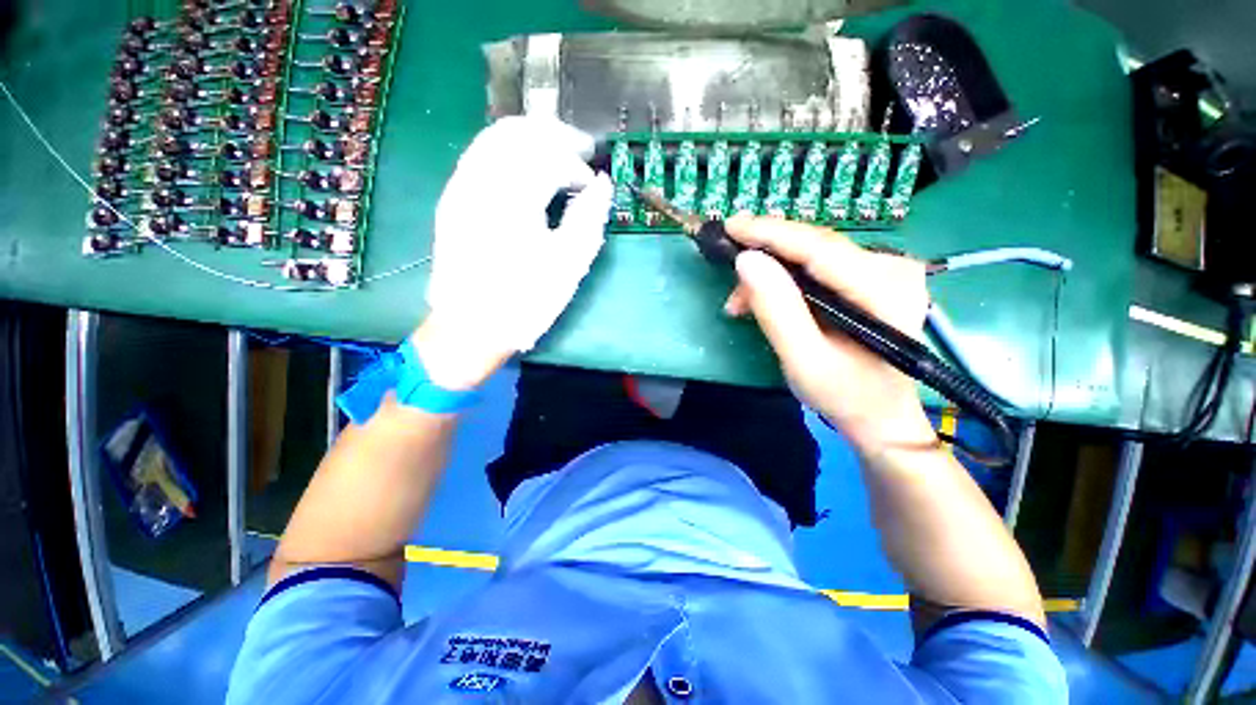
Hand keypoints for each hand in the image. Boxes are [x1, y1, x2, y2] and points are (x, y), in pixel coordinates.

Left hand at [419, 116, 613, 388]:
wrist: (470, 327)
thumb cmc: (524, 301)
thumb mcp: (568, 266)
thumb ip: (589, 220)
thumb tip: (602, 186)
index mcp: (512, 198)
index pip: (548, 157)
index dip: (576, 164)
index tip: (592, 184)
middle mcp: (480, 180)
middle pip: (518, 132)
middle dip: (554, 134)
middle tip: (580, 148)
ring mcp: (460, 187)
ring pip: (495, 137)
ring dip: (530, 137)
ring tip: (556, 152)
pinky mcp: (453, 199)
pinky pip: (480, 154)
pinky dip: (508, 150)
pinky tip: (525, 167)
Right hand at [722, 216, 935, 453]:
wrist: (880, 415)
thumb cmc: (844, 394)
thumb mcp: (803, 360)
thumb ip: (776, 310)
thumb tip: (746, 261)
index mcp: (884, 289)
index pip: (819, 247)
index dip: (771, 233)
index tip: (730, 226)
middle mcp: (892, 268)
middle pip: (814, 247)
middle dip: (765, 259)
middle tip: (729, 281)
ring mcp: (884, 270)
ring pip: (812, 255)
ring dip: (770, 273)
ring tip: (740, 303)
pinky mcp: (870, 278)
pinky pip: (817, 266)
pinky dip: (785, 279)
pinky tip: (764, 298)